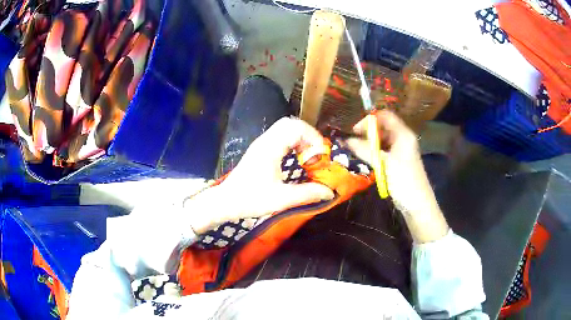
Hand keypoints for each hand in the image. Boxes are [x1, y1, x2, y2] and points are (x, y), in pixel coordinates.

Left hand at [185, 117, 333, 233]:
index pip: (297, 127)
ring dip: (300, 138)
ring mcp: (261, 144)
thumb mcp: (282, 198)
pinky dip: (292, 142)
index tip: (320, 156)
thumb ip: (307, 194)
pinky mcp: (259, 150)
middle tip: (315, 154)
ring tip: (307, 157)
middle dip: (308, 136)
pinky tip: (295, 159)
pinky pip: (279, 137)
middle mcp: (266, 140)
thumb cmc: (251, 199)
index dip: (313, 138)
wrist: (226, 201)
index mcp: (271, 147)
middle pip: (291, 123)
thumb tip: (329, 192)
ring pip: (285, 128)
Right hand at [346, 111, 448, 242]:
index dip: (370, 120)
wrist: (417, 204)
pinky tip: (364, 159)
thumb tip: (346, 140)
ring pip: (381, 140)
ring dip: (368, 143)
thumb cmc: (404, 181)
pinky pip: (383, 151)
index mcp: (403, 134)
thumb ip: (365, 149)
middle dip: (367, 132)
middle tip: (353, 143)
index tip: (355, 131)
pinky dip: (373, 153)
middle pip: (382, 127)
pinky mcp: (397, 161)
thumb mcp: (384, 163)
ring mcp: (400, 150)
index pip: (385, 116)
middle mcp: (402, 138)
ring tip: (355, 151)